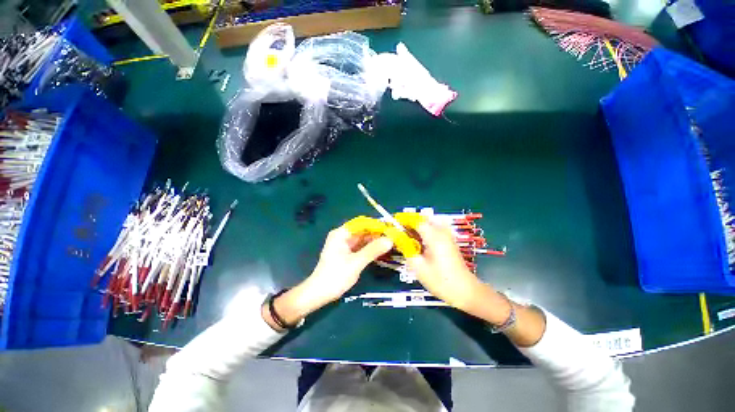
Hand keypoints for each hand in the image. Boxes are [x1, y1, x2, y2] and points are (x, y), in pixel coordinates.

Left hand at [266, 227, 392, 328]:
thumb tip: (390, 240)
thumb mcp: (356, 262)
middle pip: (363, 230)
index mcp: (342, 233)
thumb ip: (373, 250)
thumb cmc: (335, 276)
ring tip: (391, 243)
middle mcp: (343, 236)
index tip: (391, 228)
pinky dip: (370, 248)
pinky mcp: (347, 253)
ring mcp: (345, 244)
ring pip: (363, 239)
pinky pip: (361, 247)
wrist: (319, 293)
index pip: (362, 223)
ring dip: (375, 241)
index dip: (376, 224)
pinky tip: (381, 250)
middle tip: (394, 237)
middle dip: (377, 233)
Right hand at [406, 222, 510, 324]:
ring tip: (408, 237)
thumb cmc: (441, 281)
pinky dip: (425, 230)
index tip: (393, 226)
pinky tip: (420, 242)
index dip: (403, 221)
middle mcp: (442, 232)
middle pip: (423, 219)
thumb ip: (407, 250)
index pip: (416, 220)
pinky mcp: (449, 241)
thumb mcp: (419, 268)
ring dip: (417, 226)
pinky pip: (435, 228)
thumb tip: (397, 239)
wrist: (465, 291)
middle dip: (410, 222)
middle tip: (400, 233)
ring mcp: (447, 235)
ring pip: (429, 222)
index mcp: (434, 237)